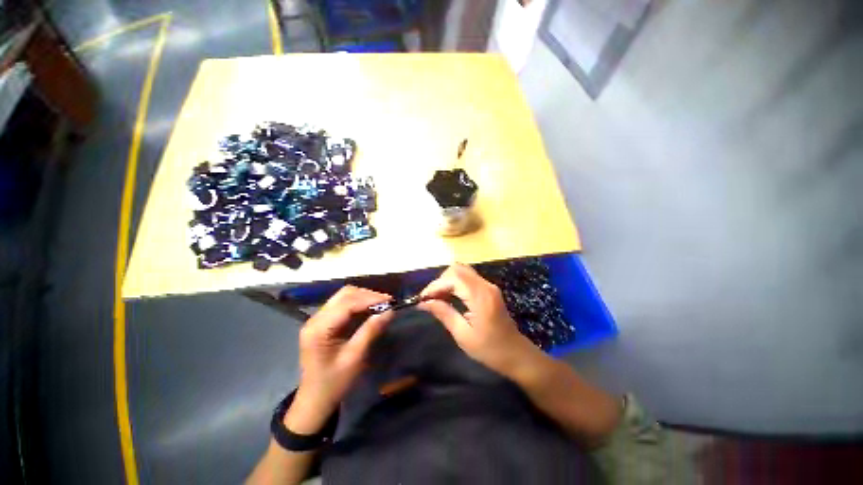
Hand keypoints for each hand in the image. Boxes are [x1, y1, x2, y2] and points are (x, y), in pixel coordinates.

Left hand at [287, 286, 392, 433]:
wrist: (315, 400)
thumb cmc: (334, 382)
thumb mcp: (355, 358)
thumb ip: (371, 331)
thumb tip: (390, 311)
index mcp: (319, 329)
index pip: (347, 303)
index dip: (369, 299)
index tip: (390, 301)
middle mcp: (316, 318)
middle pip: (344, 294)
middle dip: (368, 295)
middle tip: (387, 302)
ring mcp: (318, 319)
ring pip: (344, 296)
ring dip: (364, 298)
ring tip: (381, 305)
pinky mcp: (324, 321)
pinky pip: (343, 305)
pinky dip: (359, 304)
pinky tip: (371, 310)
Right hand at [418, 263, 532, 376]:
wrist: (516, 354)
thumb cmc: (490, 349)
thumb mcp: (463, 335)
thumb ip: (444, 313)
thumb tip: (424, 302)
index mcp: (480, 296)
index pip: (453, 278)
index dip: (435, 286)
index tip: (422, 299)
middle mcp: (485, 285)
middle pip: (457, 269)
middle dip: (440, 281)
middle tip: (430, 299)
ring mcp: (488, 285)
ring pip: (462, 271)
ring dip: (447, 281)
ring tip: (437, 298)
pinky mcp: (488, 289)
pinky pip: (467, 278)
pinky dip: (455, 283)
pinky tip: (448, 296)